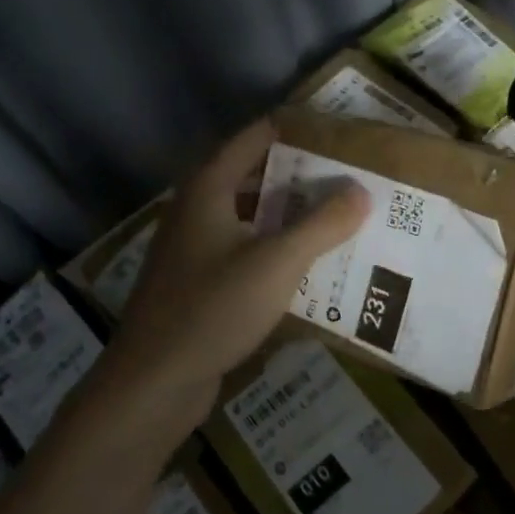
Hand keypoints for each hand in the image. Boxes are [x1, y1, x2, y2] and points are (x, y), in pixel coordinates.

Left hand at [99, 119, 368, 416]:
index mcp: (208, 188)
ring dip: (293, 218)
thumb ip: (322, 224)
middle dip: (304, 178)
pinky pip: (246, 253)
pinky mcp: (200, 283)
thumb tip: (361, 190)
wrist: (153, 382)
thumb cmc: (212, 309)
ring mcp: (195, 248)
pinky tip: (313, 266)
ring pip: (253, 218)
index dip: (297, 131)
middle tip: (353, 179)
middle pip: (257, 177)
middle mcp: (197, 209)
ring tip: (343, 218)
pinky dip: (277, 252)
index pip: (256, 137)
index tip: (342, 135)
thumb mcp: (277, 262)